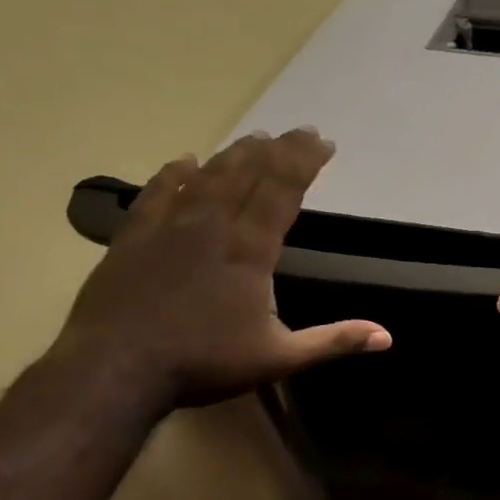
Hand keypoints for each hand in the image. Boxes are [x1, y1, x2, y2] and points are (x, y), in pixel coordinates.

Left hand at [55, 129, 388, 410]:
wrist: (113, 369)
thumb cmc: (203, 363)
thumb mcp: (279, 357)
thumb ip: (333, 341)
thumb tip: (387, 337)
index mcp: (250, 251)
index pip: (283, 192)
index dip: (304, 163)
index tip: (324, 143)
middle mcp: (212, 227)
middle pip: (250, 175)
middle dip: (279, 150)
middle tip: (300, 131)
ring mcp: (169, 228)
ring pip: (207, 178)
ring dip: (234, 155)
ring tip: (255, 138)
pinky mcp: (133, 238)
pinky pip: (156, 193)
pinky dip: (173, 174)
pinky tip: (183, 160)